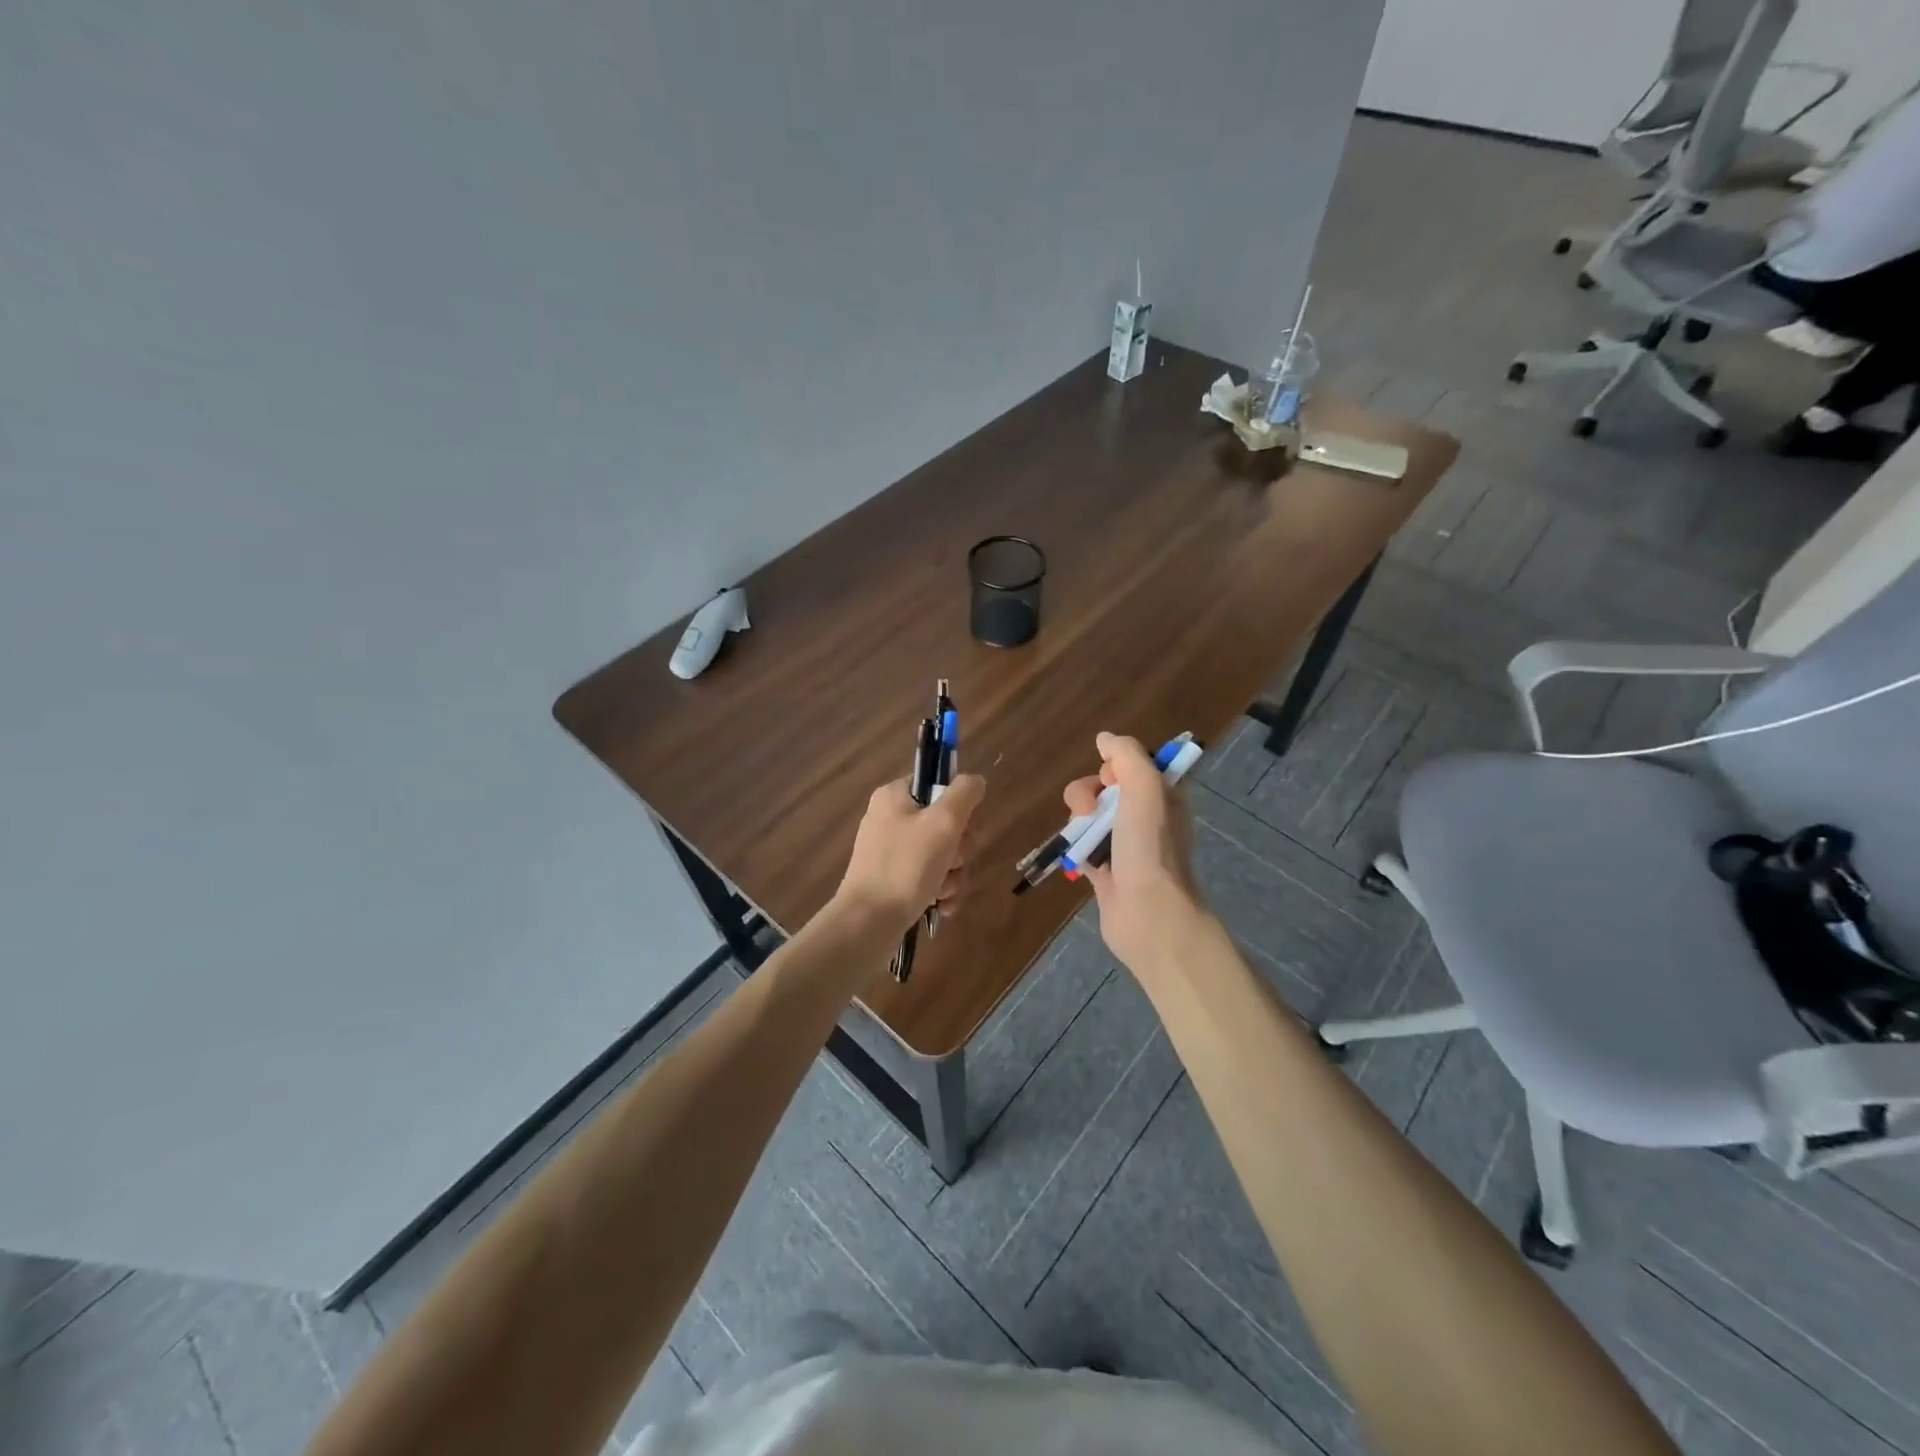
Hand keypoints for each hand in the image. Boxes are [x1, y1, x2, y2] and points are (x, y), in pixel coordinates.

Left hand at [836, 773, 985, 933]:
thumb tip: (975, 780)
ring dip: (953, 875)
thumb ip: (964, 794)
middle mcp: (890, 819)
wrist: (868, 923)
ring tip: (944, 892)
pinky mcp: (894, 880)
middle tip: (953, 863)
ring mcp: (891, 852)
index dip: (957, 807)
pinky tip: (942, 906)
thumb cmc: (906, 867)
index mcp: (894, 797)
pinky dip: (940, 891)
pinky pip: (929, 877)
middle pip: (945, 824)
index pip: (937, 785)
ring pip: (942, 854)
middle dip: (959, 850)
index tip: (960, 828)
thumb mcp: (943, 823)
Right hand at [1063, 733, 1208, 972]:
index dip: (1114, 767)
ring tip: (1081, 838)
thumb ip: (1126, 755)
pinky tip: (1075, 854)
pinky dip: (1076, 846)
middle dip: (1089, 792)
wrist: (1148, 913)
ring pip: (1090, 816)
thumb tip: (1104, 738)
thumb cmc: (1150, 846)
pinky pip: (1083, 846)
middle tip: (1090, 810)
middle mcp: (1146, 818)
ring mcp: (1125, 845)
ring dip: (1079, 819)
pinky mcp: (1106, 870)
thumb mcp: (1145, 787)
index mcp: (1162, 796)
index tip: (1112, 780)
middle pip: (1105, 788)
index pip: (1132, 766)